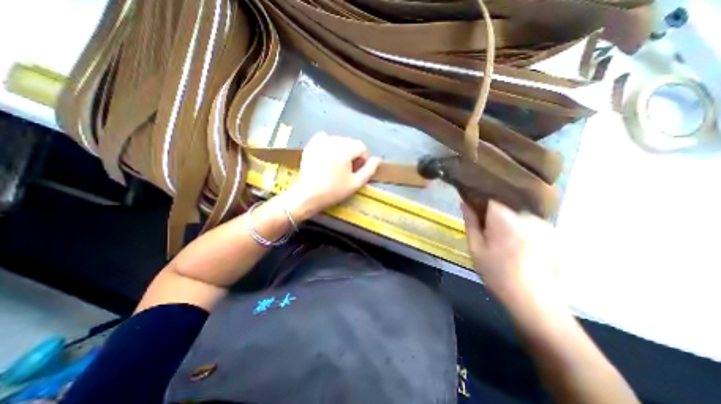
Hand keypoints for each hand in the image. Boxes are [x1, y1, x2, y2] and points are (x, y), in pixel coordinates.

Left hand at [283, 133, 382, 220]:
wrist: (307, 195)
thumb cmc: (333, 191)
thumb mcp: (355, 183)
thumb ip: (369, 170)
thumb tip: (377, 159)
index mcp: (345, 150)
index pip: (361, 146)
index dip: (363, 158)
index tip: (357, 170)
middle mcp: (333, 142)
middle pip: (350, 142)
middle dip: (352, 153)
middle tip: (347, 169)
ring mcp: (320, 142)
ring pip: (338, 140)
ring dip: (341, 149)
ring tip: (337, 164)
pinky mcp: (310, 145)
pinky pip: (323, 137)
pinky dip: (328, 143)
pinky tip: (327, 154)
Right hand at [461, 201, 555, 304]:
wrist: (533, 299)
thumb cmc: (497, 272)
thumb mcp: (475, 247)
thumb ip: (470, 222)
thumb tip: (464, 202)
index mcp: (504, 217)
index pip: (489, 195)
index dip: (479, 199)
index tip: (472, 208)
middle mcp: (525, 214)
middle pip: (503, 202)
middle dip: (492, 211)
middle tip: (485, 229)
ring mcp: (541, 222)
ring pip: (515, 211)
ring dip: (505, 219)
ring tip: (500, 238)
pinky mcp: (549, 231)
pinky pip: (527, 220)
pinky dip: (518, 225)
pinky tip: (515, 242)